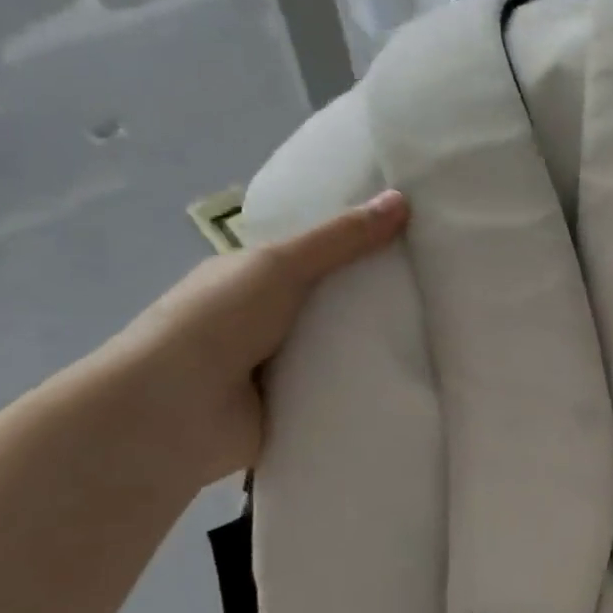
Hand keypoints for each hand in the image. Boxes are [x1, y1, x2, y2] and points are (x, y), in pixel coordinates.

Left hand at [91, 191, 408, 489]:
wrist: (173, 412)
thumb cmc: (217, 321)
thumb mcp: (281, 265)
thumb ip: (341, 239)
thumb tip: (402, 200)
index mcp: (254, 279)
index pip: (316, 257)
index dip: (359, 247)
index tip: (414, 241)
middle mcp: (266, 320)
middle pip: (335, 304)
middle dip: (378, 299)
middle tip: (439, 290)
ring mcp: (280, 368)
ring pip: (342, 350)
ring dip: (378, 347)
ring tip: (439, 335)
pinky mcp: (295, 409)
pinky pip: (341, 392)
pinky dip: (368, 388)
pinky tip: (413, 380)